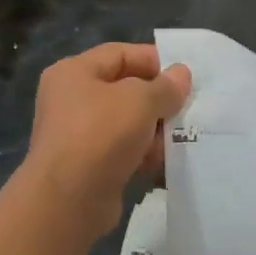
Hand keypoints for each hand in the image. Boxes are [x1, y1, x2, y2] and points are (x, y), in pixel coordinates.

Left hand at [23, 44, 191, 240]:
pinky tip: (163, 163)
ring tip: (180, 138)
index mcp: (74, 72)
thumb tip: (181, 75)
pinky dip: (142, 155)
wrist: (68, 201)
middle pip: (124, 89)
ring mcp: (77, 134)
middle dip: (157, 100)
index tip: (185, 77)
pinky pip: (122, 151)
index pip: (119, 54)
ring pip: (126, 123)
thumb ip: (165, 86)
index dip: (153, 61)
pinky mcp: (88, 165)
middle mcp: (71, 99)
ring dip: (153, 131)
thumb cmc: (100, 134)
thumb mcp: (140, 100)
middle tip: (188, 109)